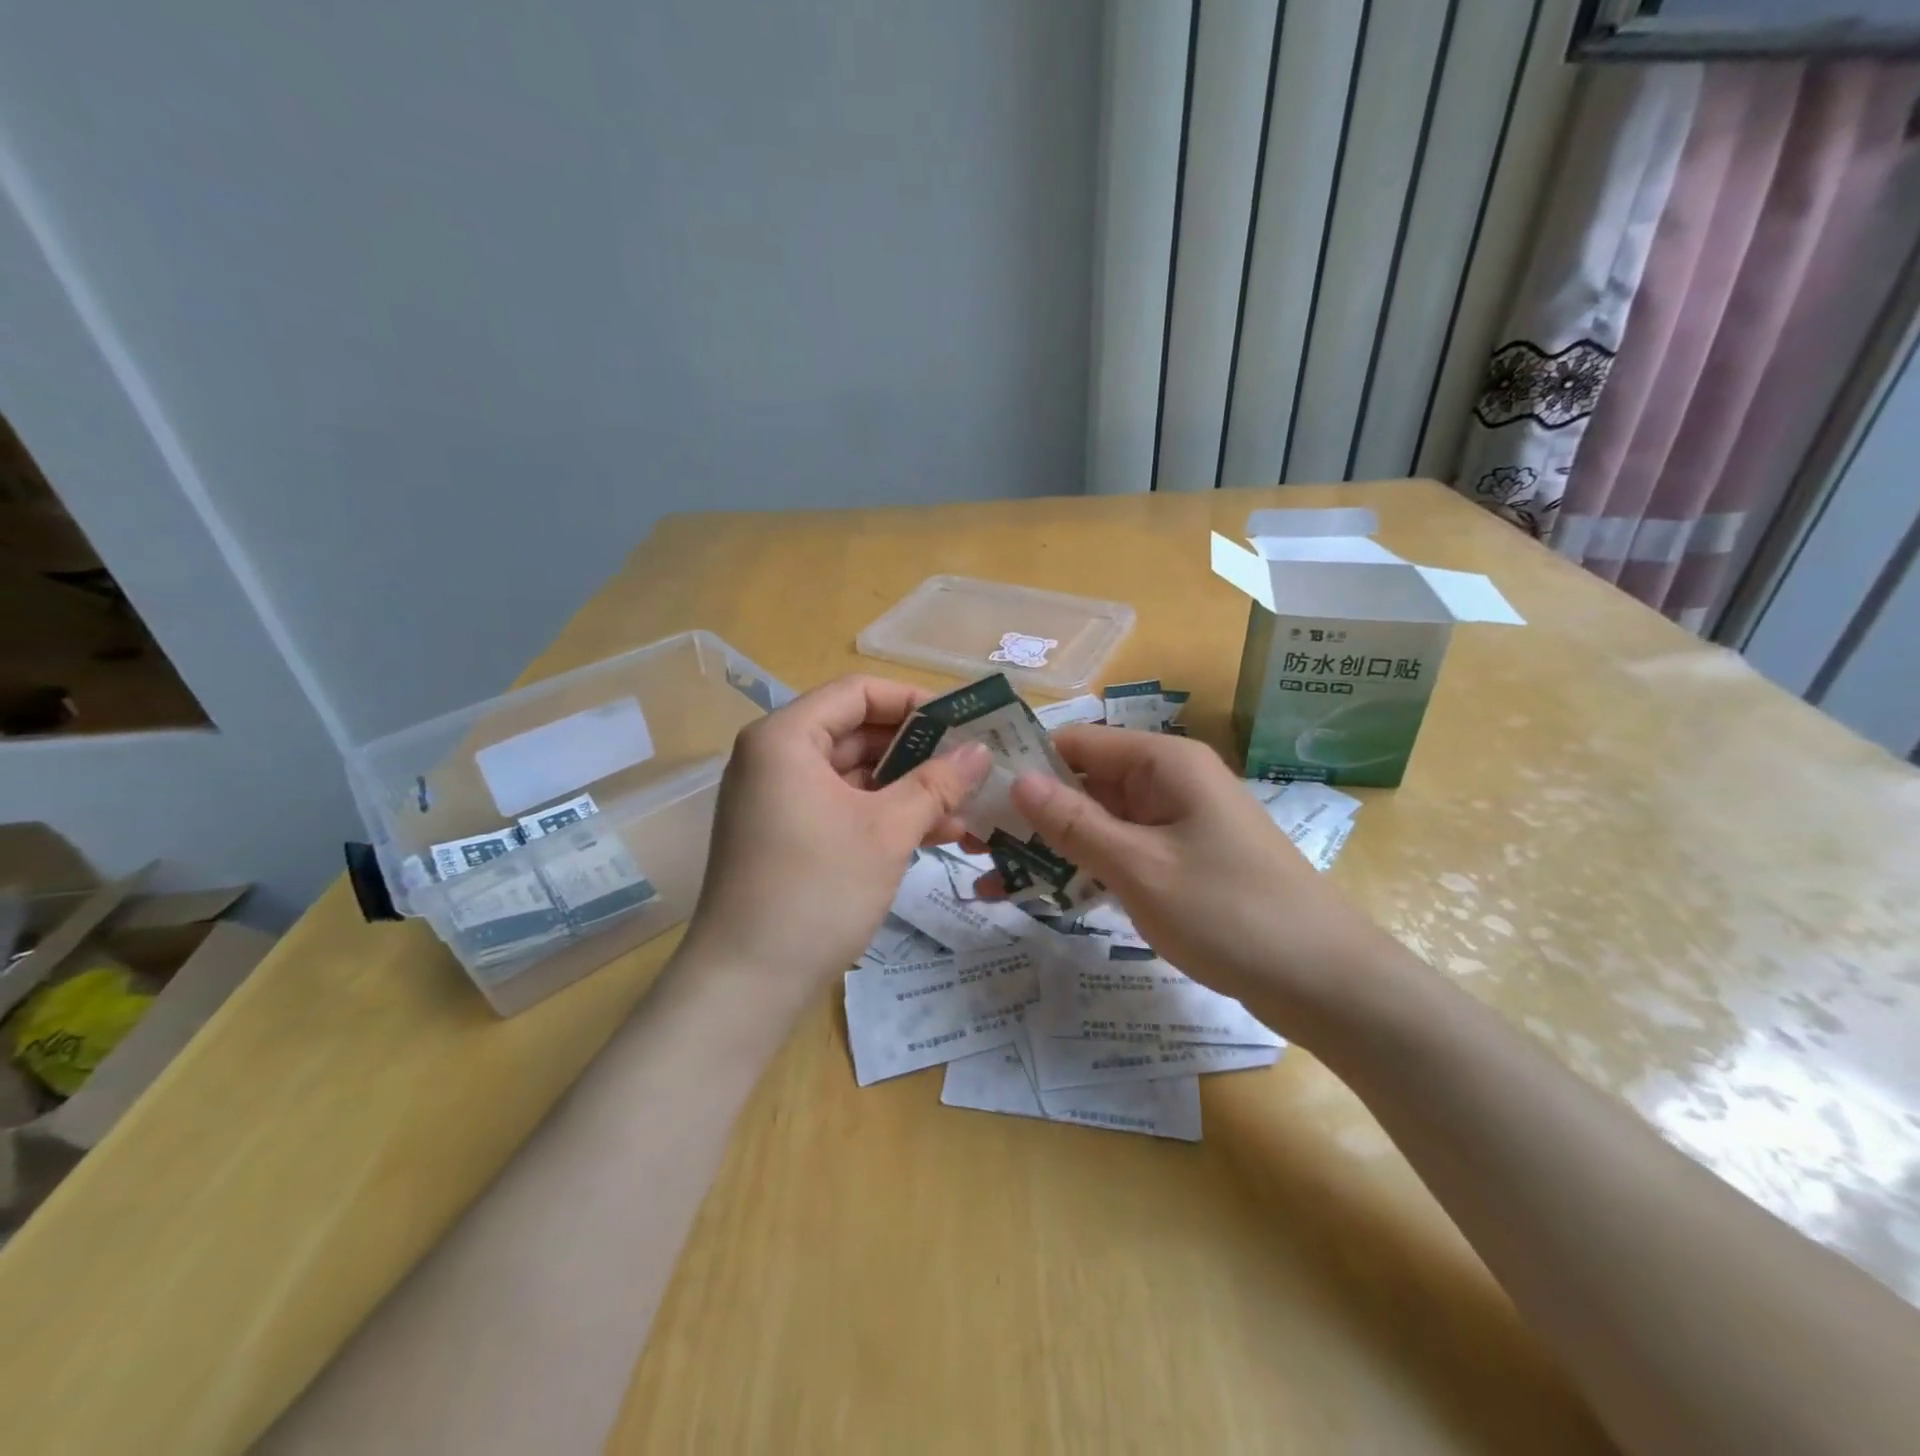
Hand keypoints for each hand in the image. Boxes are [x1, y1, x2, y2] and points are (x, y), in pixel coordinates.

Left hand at [681, 676, 990, 996]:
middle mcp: (775, 758)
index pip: (857, 693)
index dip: (914, 702)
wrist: (747, 984)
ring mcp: (778, 800)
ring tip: (966, 806)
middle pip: (856, 732)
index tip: (963, 722)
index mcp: (786, 738)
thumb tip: (982, 751)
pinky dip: (883, 815)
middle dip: (918, 751)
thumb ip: (937, 783)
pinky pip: (841, 807)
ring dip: (908, 788)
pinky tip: (934, 833)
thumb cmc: (817, 890)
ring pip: (854, 775)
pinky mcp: (786, 835)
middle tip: (973, 765)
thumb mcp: (888, 832)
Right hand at [996, 726, 1394, 1016]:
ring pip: (1095, 824)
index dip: (1024, 762)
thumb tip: (1016, 780)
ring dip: (1047, 848)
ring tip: (988, 877)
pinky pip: (1118, 856)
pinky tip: (1036, 897)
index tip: (972, 793)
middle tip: (969, 843)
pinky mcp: (1177, 863)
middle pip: (1082, 784)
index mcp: (1163, 763)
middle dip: (1028, 813)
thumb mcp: (1140, 867)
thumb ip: (1074, 823)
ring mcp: (1173, 825)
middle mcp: (1166, 783)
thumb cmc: (1230, 912)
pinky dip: (1081, 872)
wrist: (1324, 981)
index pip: (1076, 742)